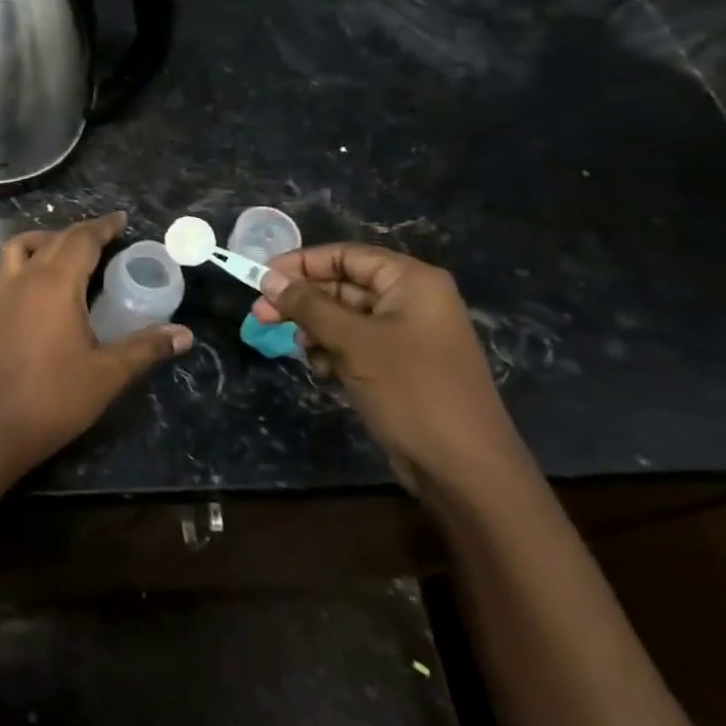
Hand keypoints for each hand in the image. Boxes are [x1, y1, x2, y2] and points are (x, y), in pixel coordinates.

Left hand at [0, 212, 192, 477]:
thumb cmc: (56, 396)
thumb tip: (185, 334)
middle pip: (52, 240)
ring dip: (40, 242)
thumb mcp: (109, 372)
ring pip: (15, 249)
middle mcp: (25, 278)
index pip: (82, 239)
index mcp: (57, 283)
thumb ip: (146, 347)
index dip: (103, 227)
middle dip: (79, 234)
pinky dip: (4, 272)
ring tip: (60, 252)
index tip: (121, 220)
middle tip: (105, 239)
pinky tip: (16, 286)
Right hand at [252, 244, 528, 497]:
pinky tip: (321, 370)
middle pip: (343, 285)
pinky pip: (355, 345)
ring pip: (344, 317)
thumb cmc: (411, 390)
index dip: (302, 264)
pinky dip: (332, 352)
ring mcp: (406, 335)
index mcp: (411, 282)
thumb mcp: (353, 342)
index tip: (262, 280)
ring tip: (298, 349)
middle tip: (261, 316)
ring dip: (315, 329)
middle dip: (302, 301)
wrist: (464, 470)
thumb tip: (268, 279)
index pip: (346, 256)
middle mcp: (411, 301)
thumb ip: (308, 306)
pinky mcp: (399, 366)